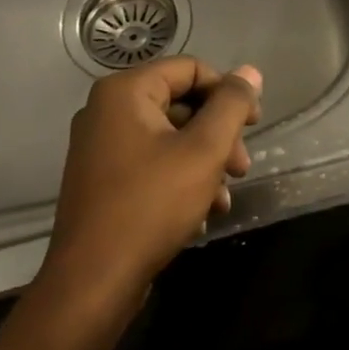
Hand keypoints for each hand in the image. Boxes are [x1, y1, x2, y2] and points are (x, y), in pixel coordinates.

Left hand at [42, 57, 262, 299]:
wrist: (94, 280)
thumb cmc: (152, 204)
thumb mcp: (204, 150)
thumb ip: (231, 105)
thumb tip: (250, 72)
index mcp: (125, 92)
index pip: (191, 69)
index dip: (228, 92)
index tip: (253, 125)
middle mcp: (107, 111)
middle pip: (182, 104)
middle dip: (220, 135)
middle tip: (242, 168)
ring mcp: (102, 147)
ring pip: (172, 138)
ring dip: (207, 162)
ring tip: (224, 197)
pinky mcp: (104, 179)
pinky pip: (154, 163)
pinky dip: (183, 180)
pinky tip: (203, 211)